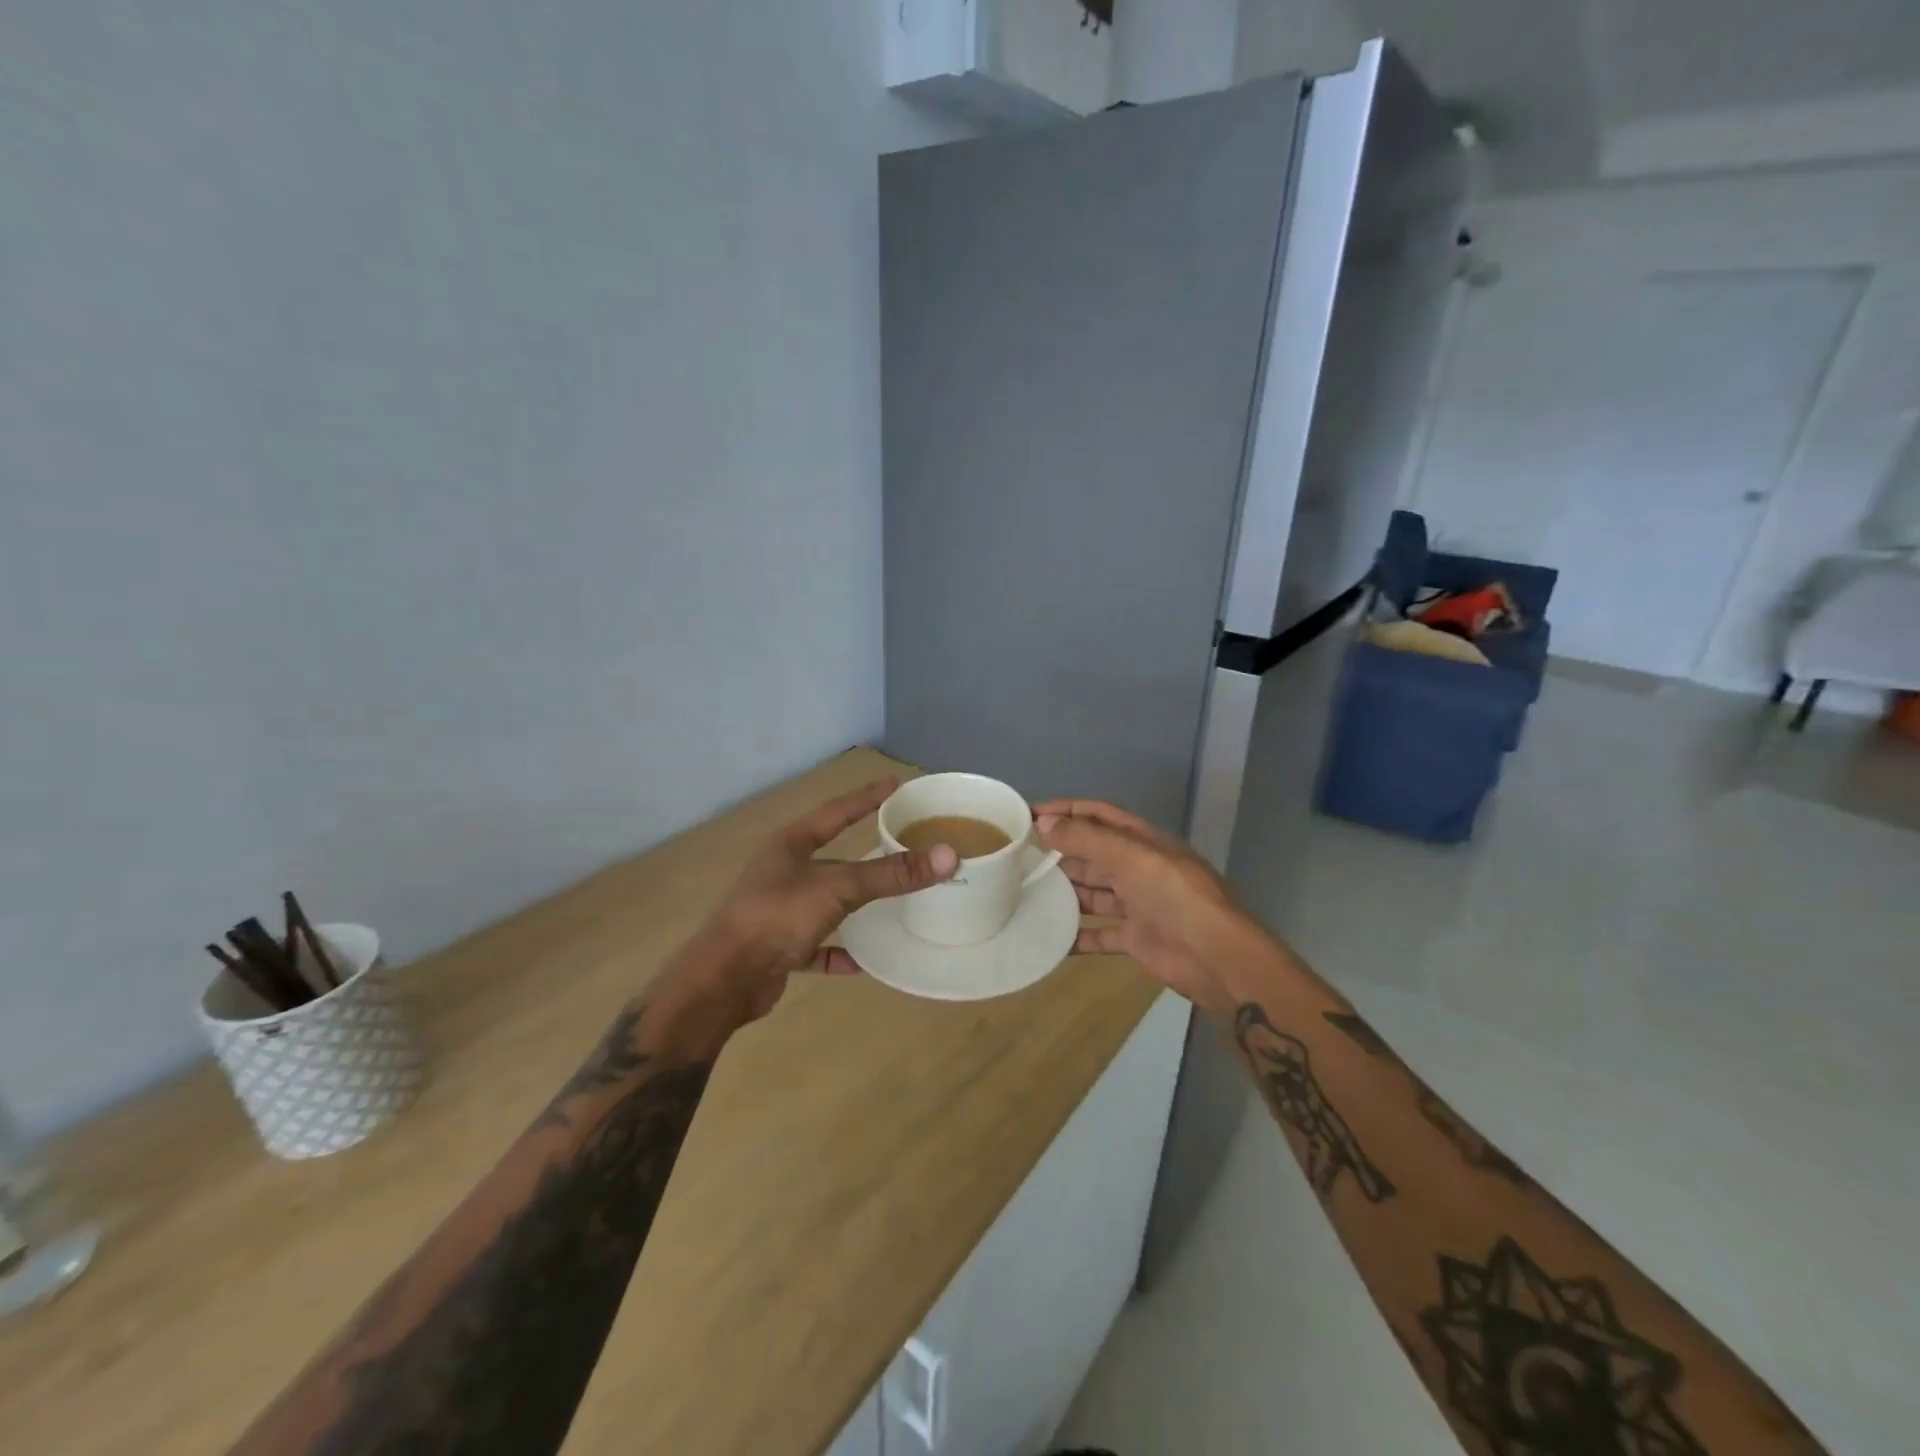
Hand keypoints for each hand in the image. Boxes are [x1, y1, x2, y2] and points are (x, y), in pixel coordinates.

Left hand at [662, 779, 958, 1033]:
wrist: (725, 980)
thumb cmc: (777, 917)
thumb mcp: (838, 888)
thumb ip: (890, 874)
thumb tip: (947, 855)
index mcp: (790, 845)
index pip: (836, 811)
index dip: (866, 798)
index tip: (895, 785)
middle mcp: (782, 872)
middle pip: (830, 855)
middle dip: (862, 851)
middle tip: (900, 842)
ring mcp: (778, 911)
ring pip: (824, 900)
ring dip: (853, 903)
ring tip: (890, 900)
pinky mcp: (778, 948)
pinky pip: (817, 945)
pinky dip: (839, 951)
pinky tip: (864, 960)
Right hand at [1034, 798, 1265, 1010]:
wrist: (1215, 955)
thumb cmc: (1173, 895)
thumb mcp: (1129, 856)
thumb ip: (1086, 839)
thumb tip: (1044, 823)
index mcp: (1141, 841)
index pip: (1098, 815)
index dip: (1065, 811)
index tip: (1028, 815)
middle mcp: (1138, 868)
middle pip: (1092, 854)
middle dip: (1059, 852)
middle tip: (1018, 857)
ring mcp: (1138, 904)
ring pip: (1093, 893)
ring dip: (1064, 892)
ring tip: (1026, 892)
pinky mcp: (1136, 938)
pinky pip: (1099, 934)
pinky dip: (1076, 936)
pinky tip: (1048, 936)